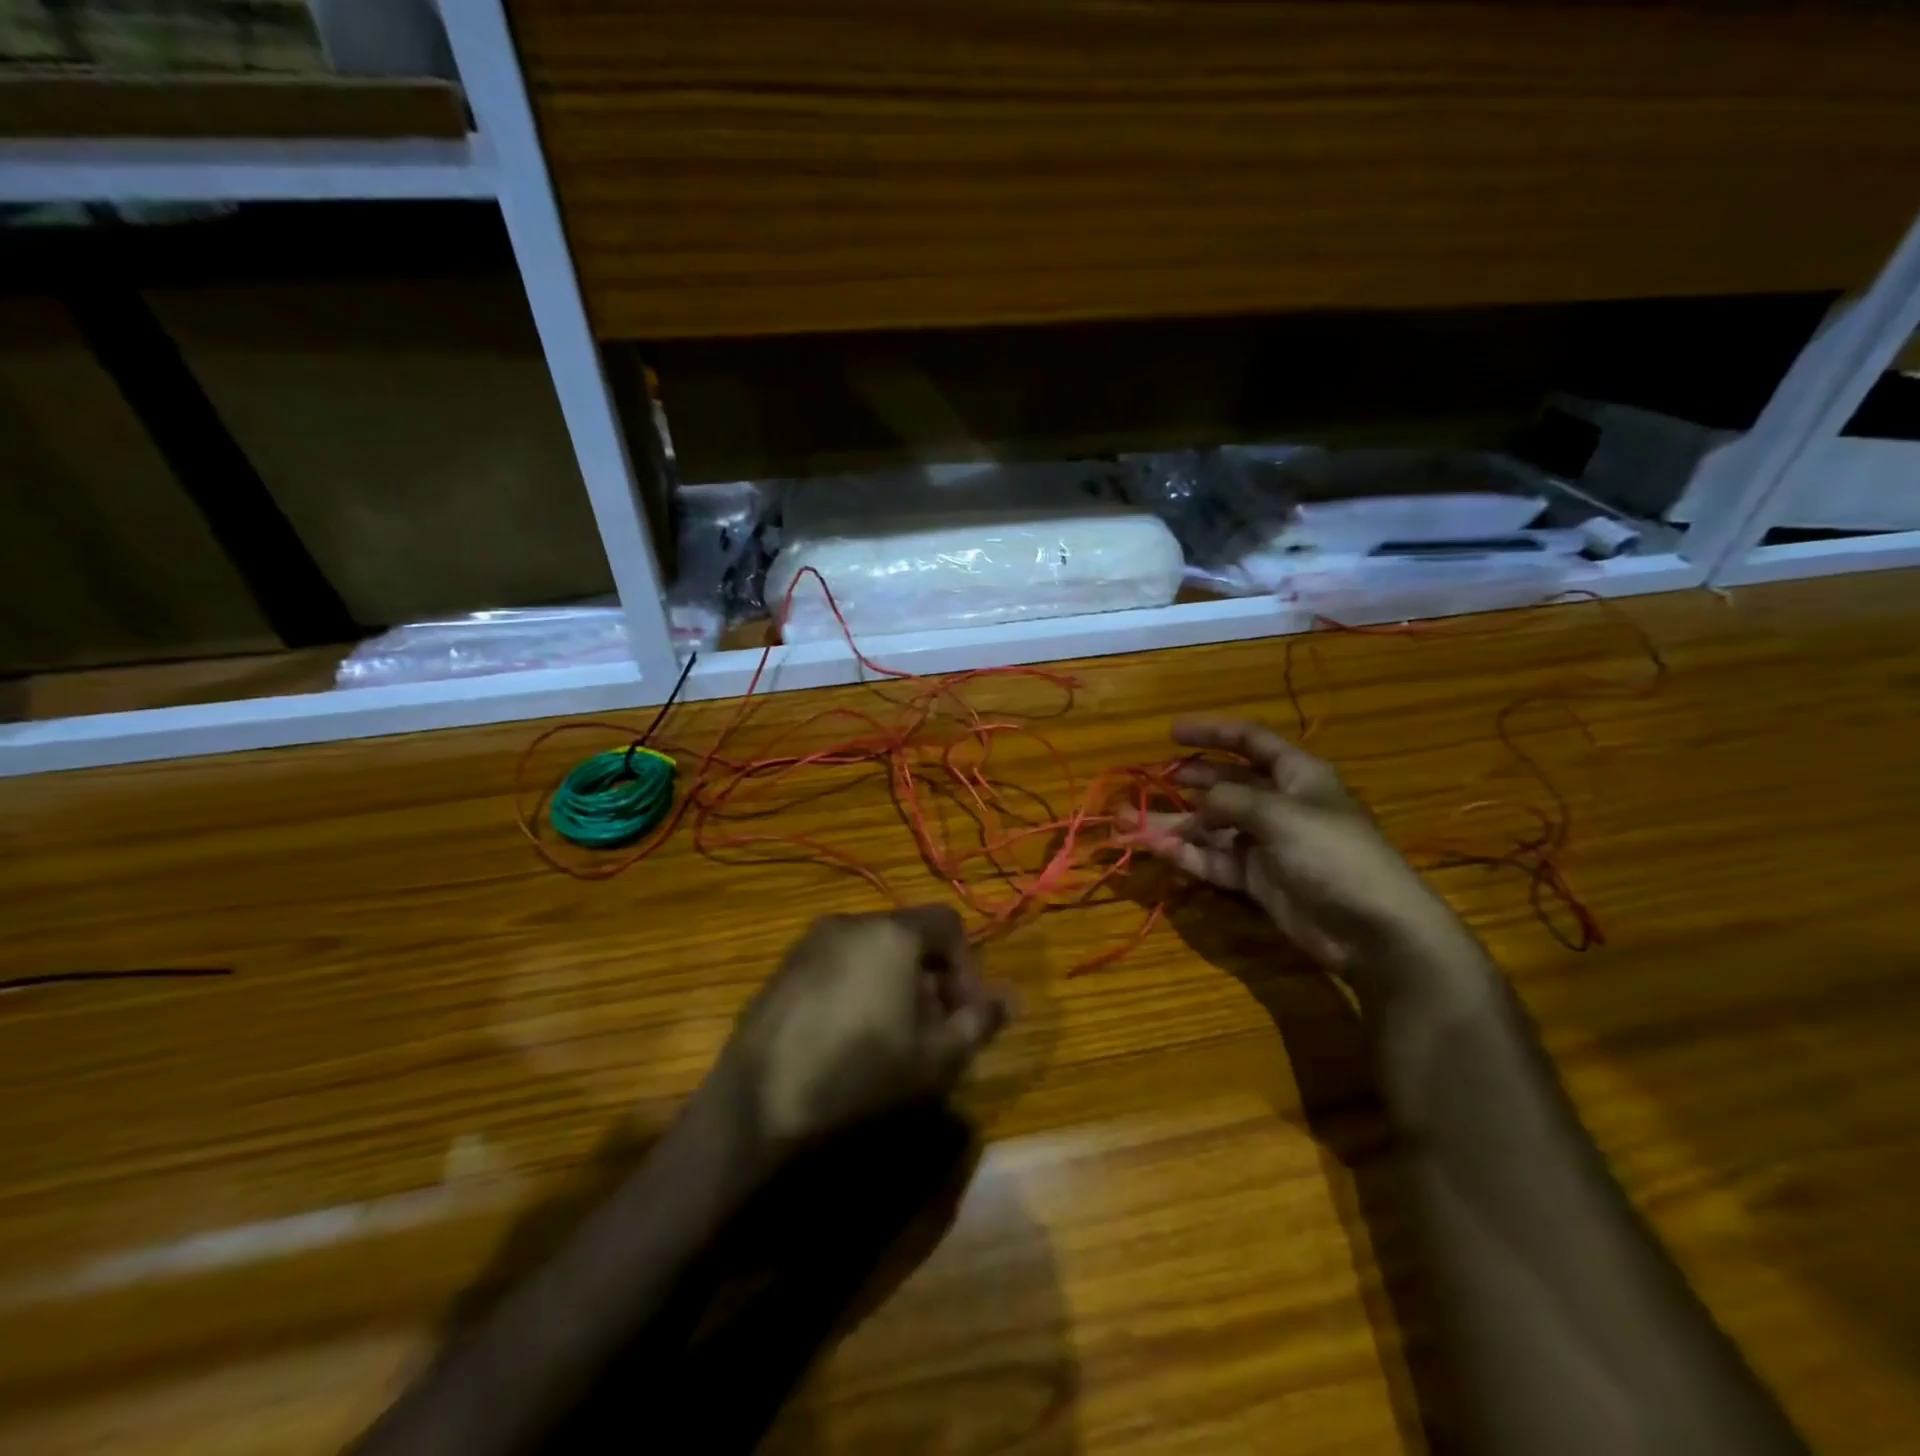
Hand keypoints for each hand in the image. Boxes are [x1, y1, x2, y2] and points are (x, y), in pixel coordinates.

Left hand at [715, 906, 1012, 1151]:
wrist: (758, 1108)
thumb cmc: (861, 1076)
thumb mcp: (936, 1058)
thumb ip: (979, 1021)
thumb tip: (1011, 998)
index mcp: (892, 932)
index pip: (948, 923)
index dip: (968, 966)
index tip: (965, 1014)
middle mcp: (849, 922)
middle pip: (908, 936)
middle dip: (932, 978)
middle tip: (933, 1032)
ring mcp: (808, 944)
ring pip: (872, 951)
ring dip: (895, 985)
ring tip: (893, 1040)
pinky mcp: (781, 970)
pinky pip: (837, 965)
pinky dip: (857, 989)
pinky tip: (849, 1040)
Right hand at [1127, 719, 1475, 983]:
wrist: (1372, 929)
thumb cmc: (1333, 855)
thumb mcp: (1281, 816)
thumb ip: (1232, 799)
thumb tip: (1197, 794)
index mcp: (1296, 776)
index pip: (1250, 741)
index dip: (1213, 732)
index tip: (1172, 733)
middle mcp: (1279, 804)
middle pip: (1226, 783)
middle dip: (1188, 780)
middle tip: (1150, 779)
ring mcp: (1266, 843)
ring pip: (1212, 826)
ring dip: (1175, 823)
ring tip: (1130, 820)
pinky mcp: (1257, 879)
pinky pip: (1215, 860)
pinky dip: (1188, 855)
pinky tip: (1157, 849)